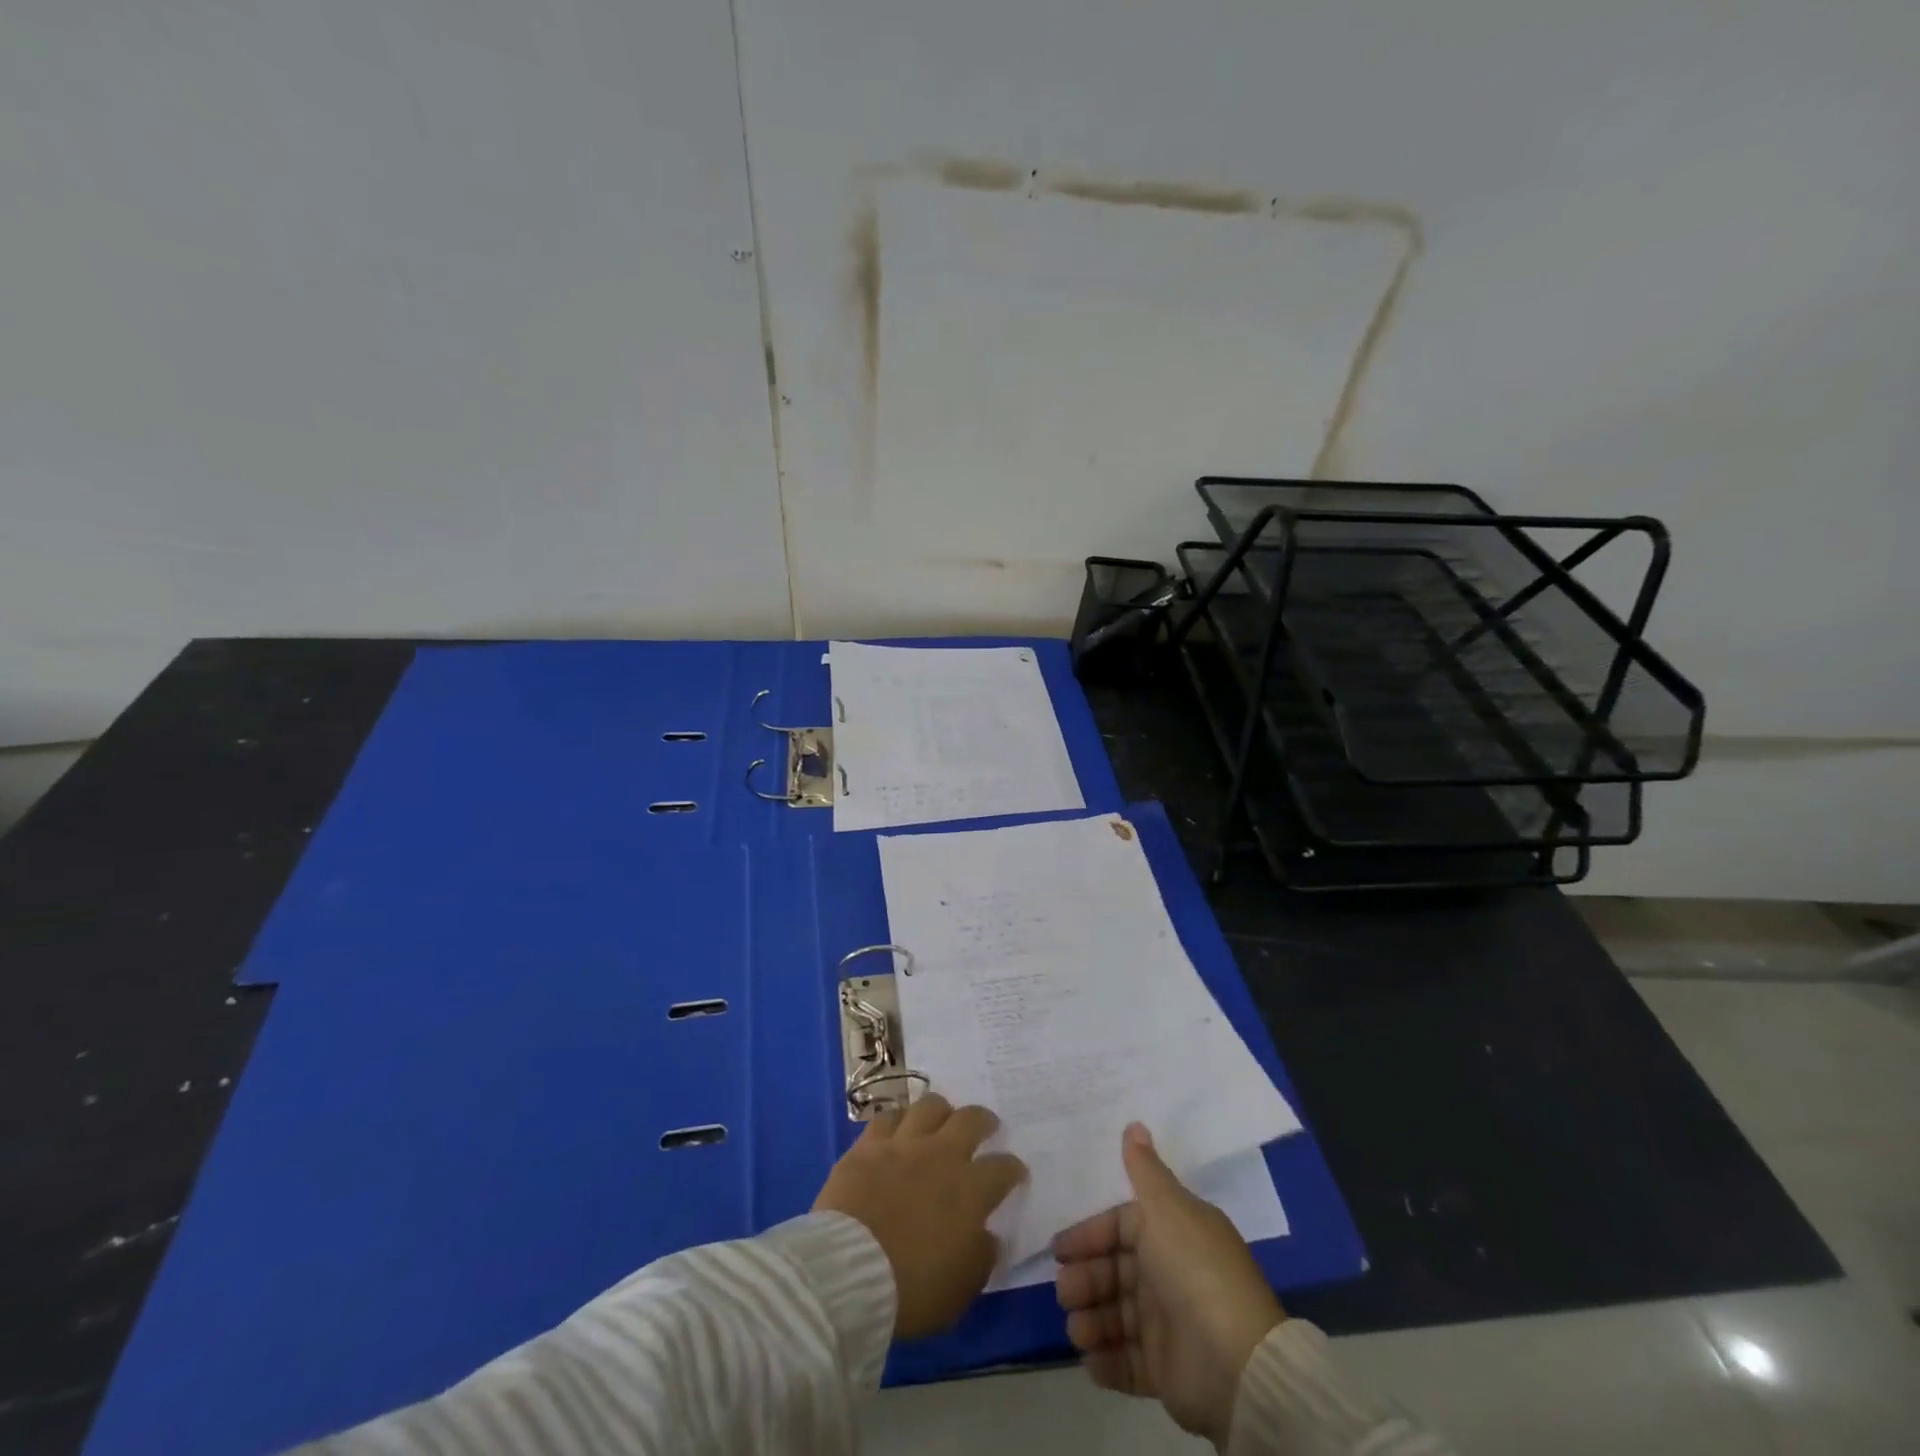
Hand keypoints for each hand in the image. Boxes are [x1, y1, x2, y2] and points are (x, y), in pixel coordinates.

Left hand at [813, 1093, 1025, 1338]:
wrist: (850, 1271)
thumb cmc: (911, 1289)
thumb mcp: (960, 1289)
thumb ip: (981, 1257)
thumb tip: (988, 1236)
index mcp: (970, 1190)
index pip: (1003, 1168)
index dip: (1012, 1169)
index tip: (1014, 1172)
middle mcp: (941, 1155)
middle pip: (970, 1120)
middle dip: (983, 1120)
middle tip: (985, 1125)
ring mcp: (903, 1144)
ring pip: (929, 1106)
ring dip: (940, 1110)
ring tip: (941, 1118)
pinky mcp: (868, 1145)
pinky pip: (887, 1117)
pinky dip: (897, 1119)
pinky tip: (898, 1127)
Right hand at [1053, 1123, 1284, 1447]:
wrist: (1235, 1363)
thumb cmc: (1194, 1271)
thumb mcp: (1167, 1209)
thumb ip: (1144, 1170)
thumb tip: (1134, 1124)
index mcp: (1172, 1233)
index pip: (1121, 1227)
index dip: (1089, 1235)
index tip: (1059, 1250)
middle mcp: (1169, 1274)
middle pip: (1114, 1272)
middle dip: (1085, 1280)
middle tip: (1064, 1293)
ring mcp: (1168, 1325)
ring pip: (1117, 1317)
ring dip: (1091, 1321)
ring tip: (1076, 1330)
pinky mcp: (1166, 1371)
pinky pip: (1128, 1363)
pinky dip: (1107, 1362)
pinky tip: (1090, 1361)